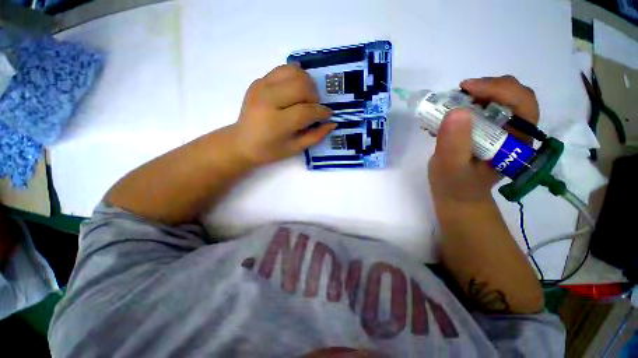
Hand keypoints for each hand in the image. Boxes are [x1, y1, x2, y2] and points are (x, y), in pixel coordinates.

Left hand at [231, 64, 335, 166]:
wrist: (242, 142)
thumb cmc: (270, 150)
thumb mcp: (295, 148)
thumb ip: (315, 136)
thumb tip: (332, 123)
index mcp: (277, 122)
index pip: (306, 111)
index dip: (322, 112)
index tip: (328, 114)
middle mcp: (268, 100)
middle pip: (301, 85)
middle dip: (314, 96)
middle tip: (314, 107)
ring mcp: (261, 87)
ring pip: (294, 72)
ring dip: (306, 83)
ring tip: (306, 97)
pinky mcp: (258, 81)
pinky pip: (283, 69)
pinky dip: (295, 75)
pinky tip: (296, 88)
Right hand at [428, 75, 538, 204]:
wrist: (456, 195)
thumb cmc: (455, 186)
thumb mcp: (450, 168)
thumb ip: (454, 144)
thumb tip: (457, 111)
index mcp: (516, 142)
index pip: (522, 104)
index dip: (499, 89)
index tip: (466, 88)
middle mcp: (514, 132)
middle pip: (513, 95)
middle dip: (487, 88)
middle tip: (459, 93)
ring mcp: (500, 130)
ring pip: (498, 98)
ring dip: (474, 95)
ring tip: (450, 103)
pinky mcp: (486, 130)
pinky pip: (482, 107)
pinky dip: (465, 103)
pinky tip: (448, 113)